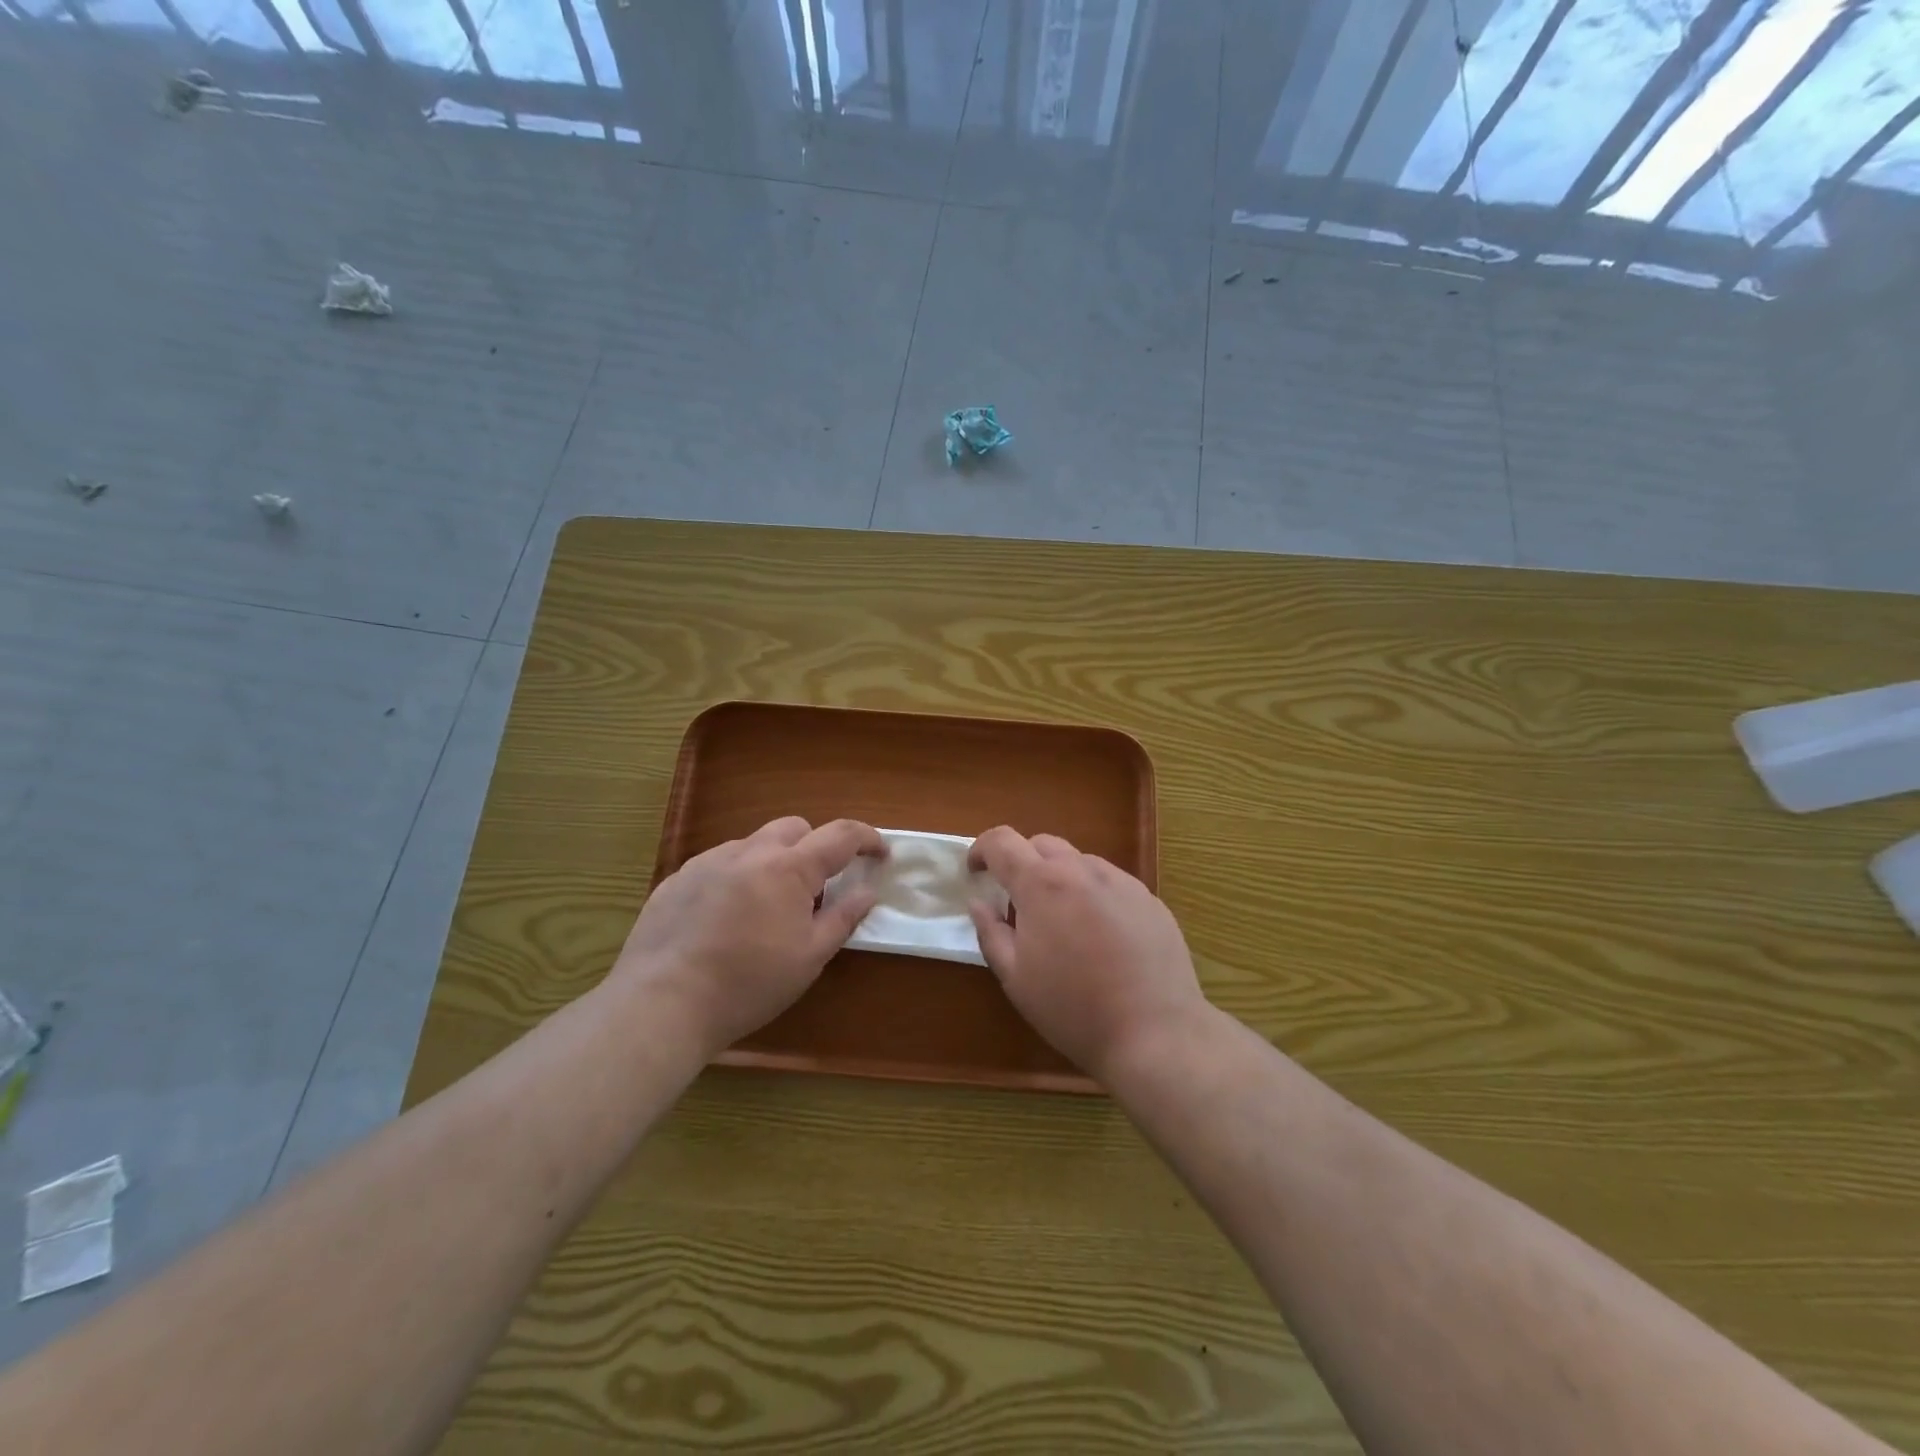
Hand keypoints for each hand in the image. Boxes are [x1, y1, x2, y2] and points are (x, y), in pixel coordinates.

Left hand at [615, 817, 884, 1055]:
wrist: (662, 1003)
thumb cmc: (749, 984)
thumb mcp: (809, 958)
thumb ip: (843, 918)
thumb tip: (868, 892)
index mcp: (789, 868)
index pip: (840, 835)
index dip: (866, 838)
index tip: (880, 854)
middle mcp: (749, 851)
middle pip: (795, 828)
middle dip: (816, 847)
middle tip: (818, 888)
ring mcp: (709, 861)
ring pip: (754, 844)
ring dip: (774, 861)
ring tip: (768, 907)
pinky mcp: (678, 878)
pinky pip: (720, 863)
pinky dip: (738, 876)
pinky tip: (727, 917)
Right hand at [967, 827, 1208, 1080]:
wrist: (1155, 1033)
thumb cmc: (1073, 1009)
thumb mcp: (1016, 978)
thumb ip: (990, 933)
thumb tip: (979, 903)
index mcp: (1042, 884)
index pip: (1002, 842)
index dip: (981, 850)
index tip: (975, 873)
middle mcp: (1082, 870)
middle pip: (1042, 844)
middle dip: (1021, 864)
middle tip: (1018, 905)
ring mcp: (1121, 882)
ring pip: (1079, 862)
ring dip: (1059, 879)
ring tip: (1062, 923)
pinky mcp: (1150, 900)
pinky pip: (1110, 883)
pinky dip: (1092, 894)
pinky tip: (1101, 936)